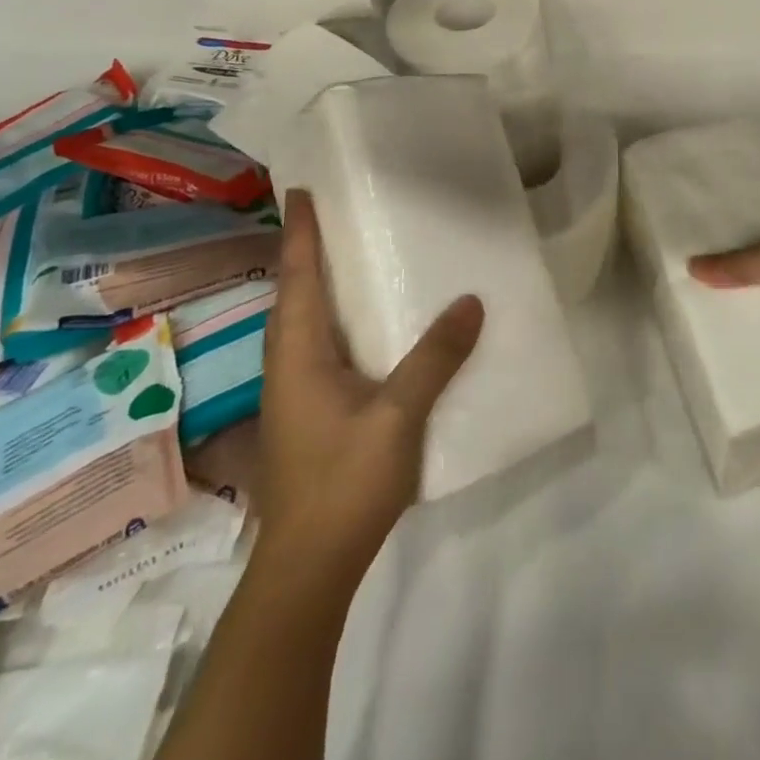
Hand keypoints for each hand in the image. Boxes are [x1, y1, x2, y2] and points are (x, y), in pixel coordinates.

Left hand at [256, 191, 483, 575]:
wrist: (309, 568)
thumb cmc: (345, 483)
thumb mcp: (398, 416)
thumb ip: (435, 357)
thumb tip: (471, 300)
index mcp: (298, 356)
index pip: (297, 279)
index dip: (300, 233)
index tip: (300, 191)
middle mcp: (287, 367)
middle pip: (291, 296)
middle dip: (304, 252)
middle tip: (329, 215)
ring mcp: (294, 395)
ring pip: (300, 324)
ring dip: (313, 285)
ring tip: (342, 256)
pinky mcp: (308, 416)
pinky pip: (315, 348)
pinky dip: (329, 319)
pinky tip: (360, 326)